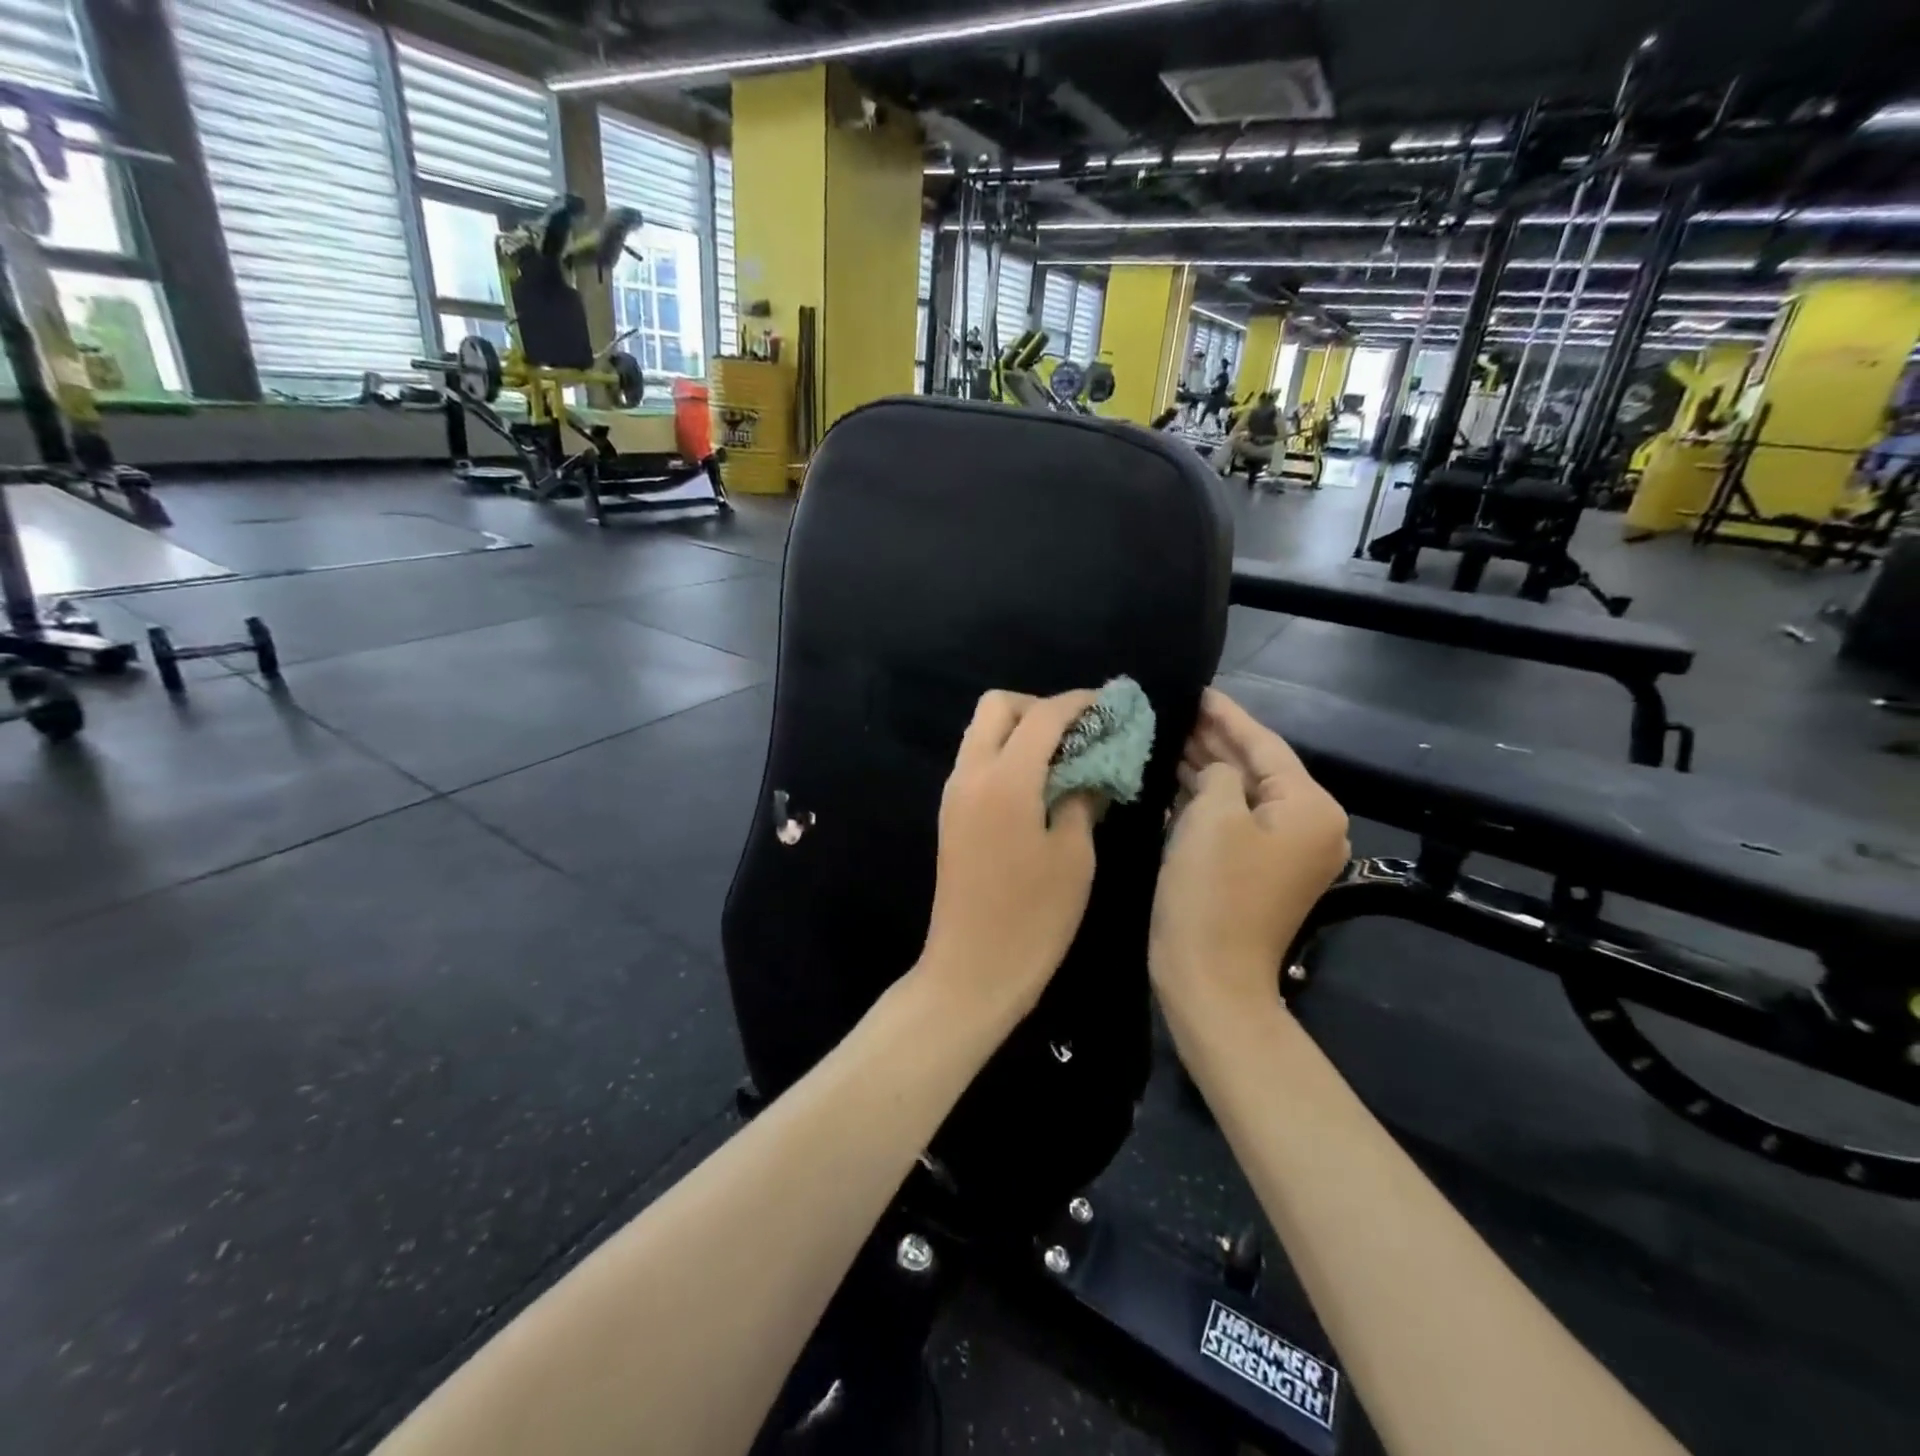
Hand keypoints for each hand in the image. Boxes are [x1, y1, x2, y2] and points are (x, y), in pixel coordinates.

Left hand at [919, 689, 1100, 1018]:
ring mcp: (954, 793)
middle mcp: (970, 773)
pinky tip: (1037, 784)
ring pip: (981, 731)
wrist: (972, 968)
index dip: (1078, 703)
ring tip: (1061, 757)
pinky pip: (976, 761)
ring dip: (1019, 729)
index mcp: (1005, 779)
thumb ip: (1081, 799)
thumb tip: (1090, 770)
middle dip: (1038, 707)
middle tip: (1076, 733)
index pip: (1042, 716)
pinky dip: (1005, 754)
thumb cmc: (1033, 917)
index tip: (1107, 704)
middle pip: (996, 706)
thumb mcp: (1074, 856)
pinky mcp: (950, 814)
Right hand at [1150, 688, 1349, 1021]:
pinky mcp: (1257, 871)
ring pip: (1242, 795)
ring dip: (1208, 769)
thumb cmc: (1213, 891)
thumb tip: (1217, 771)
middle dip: (1217, 741)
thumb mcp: (1213, 815)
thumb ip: (1219, 773)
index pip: (1266, 746)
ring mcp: (1284, 853)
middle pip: (1258, 769)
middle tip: (1178, 709)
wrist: (1210, 977)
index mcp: (1310, 808)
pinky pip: (1234, 822)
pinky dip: (1206, 801)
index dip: (1228, 717)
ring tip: (1171, 736)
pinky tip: (1175, 781)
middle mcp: (1308, 826)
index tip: (1199, 689)